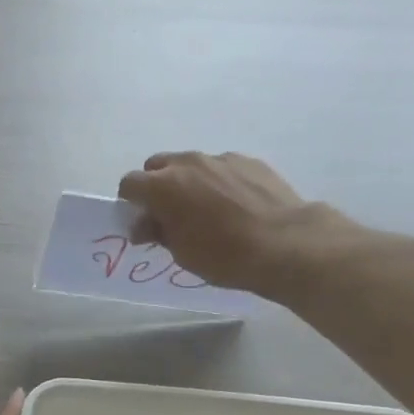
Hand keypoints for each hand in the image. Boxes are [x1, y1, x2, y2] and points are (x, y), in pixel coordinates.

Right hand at [116, 151, 350, 296]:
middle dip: (156, 186)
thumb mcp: (181, 253)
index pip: (130, 184)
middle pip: (157, 166)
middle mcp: (189, 163)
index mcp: (164, 186)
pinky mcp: (248, 161)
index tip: (141, 222)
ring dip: (188, 183)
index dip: (130, 203)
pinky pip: (221, 168)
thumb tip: (144, 224)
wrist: (283, 243)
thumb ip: (158, 232)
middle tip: (168, 215)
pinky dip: (218, 183)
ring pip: (191, 165)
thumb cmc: (223, 256)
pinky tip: (234, 208)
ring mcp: (221, 158)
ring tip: (205, 212)